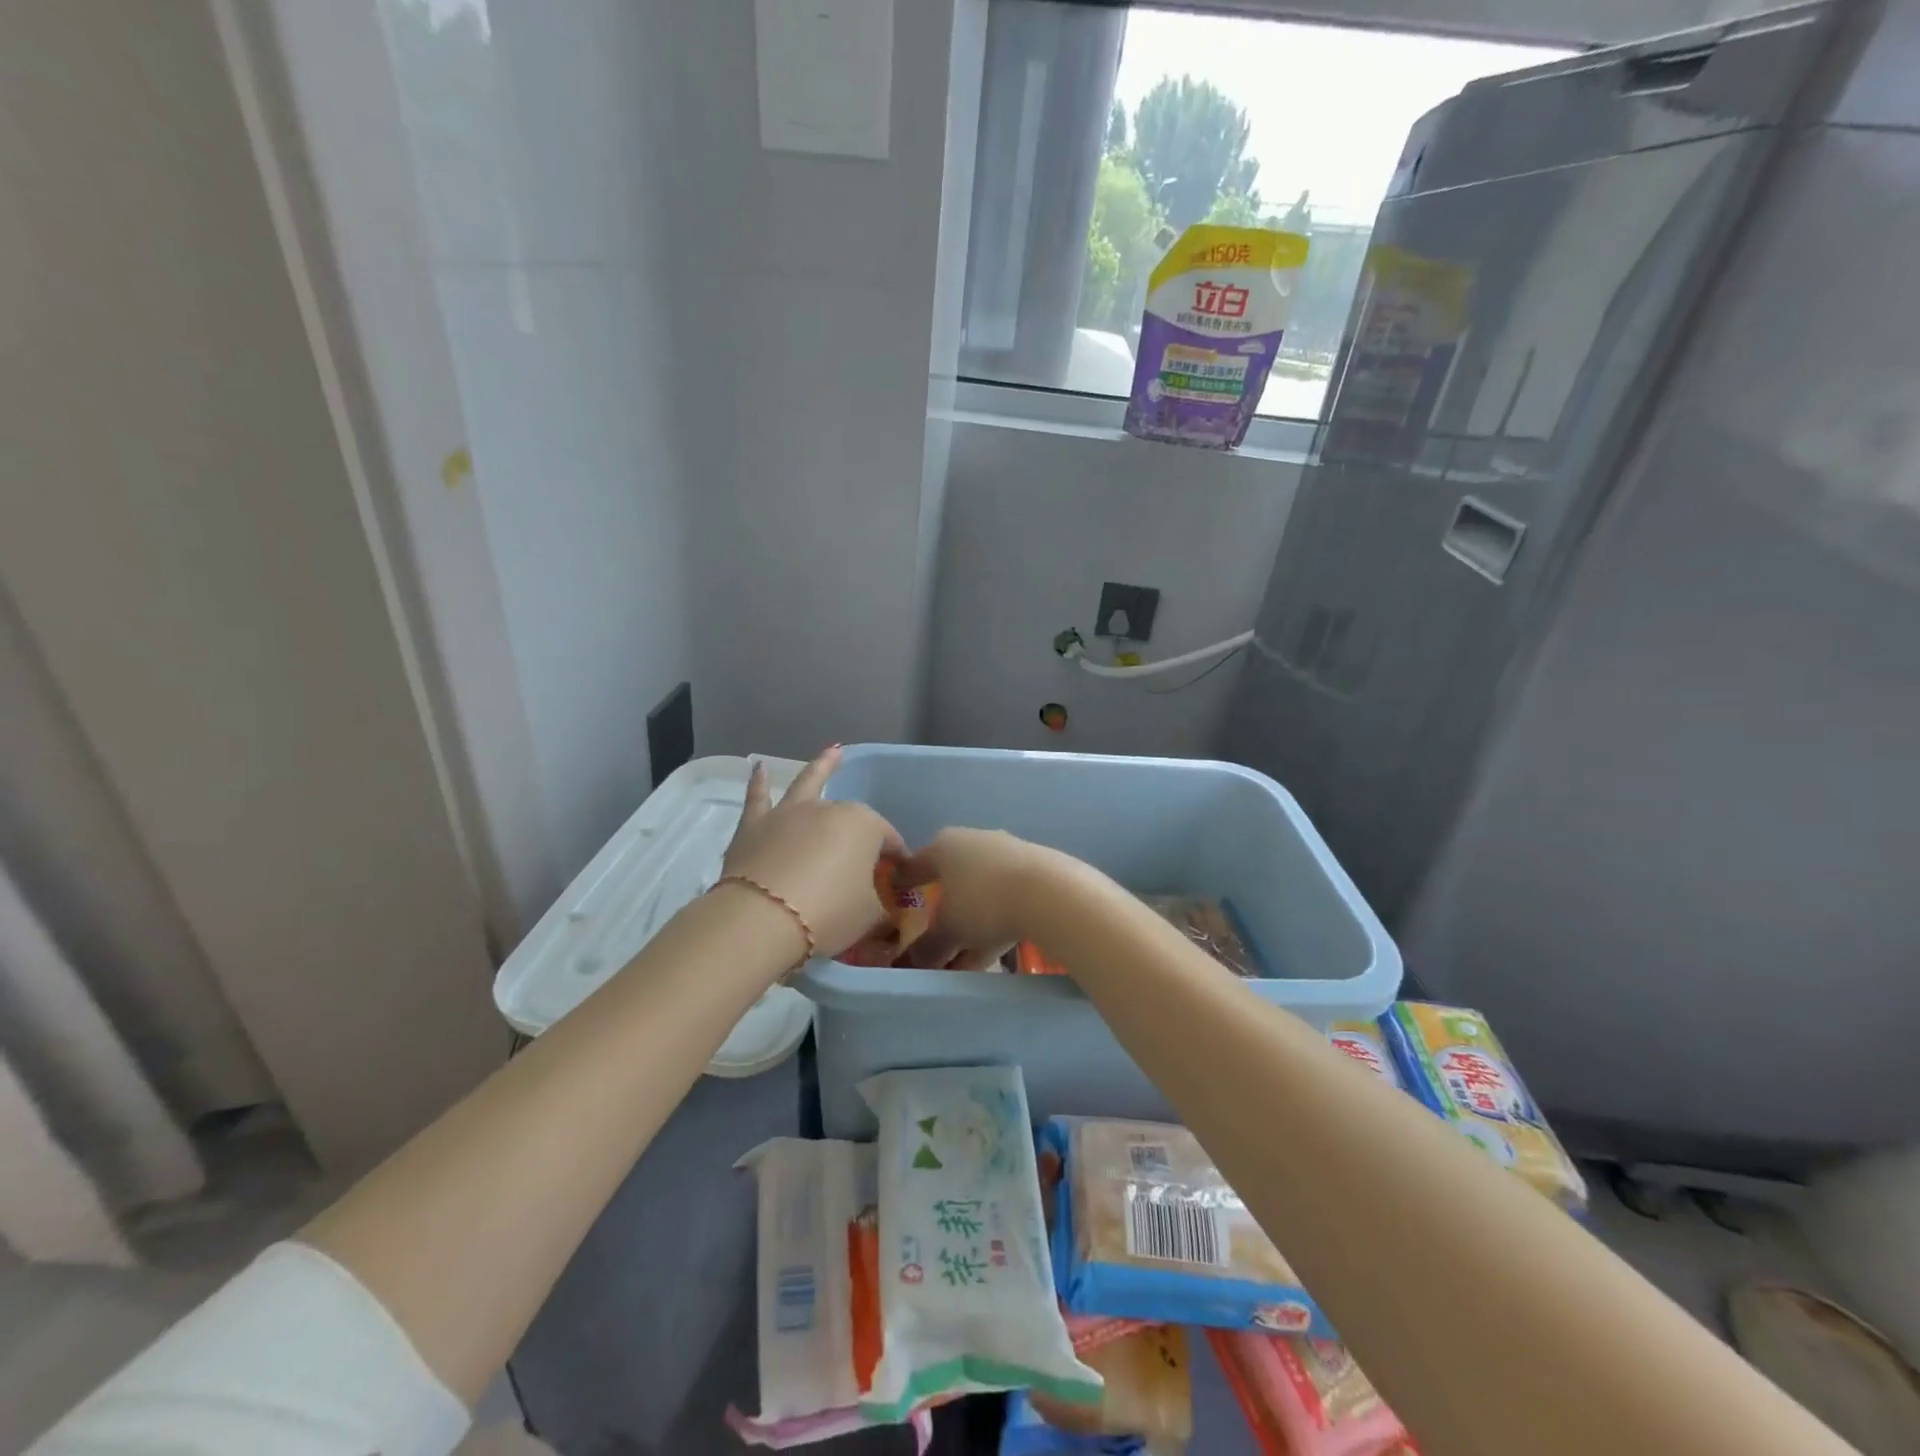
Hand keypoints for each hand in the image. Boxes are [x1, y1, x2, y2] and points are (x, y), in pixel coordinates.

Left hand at [721, 748, 904, 959]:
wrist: (762, 920)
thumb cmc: (829, 914)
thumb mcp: (871, 916)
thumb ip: (882, 907)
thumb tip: (887, 908)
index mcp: (864, 825)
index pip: (889, 841)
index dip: (896, 862)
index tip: (898, 884)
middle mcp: (828, 809)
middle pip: (851, 820)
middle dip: (862, 837)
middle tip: (865, 865)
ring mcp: (789, 813)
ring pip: (809, 784)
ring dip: (822, 767)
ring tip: (833, 752)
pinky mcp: (754, 826)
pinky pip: (758, 797)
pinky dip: (759, 782)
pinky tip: (759, 767)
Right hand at [893, 827, 1061, 969]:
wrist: (1051, 892)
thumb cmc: (984, 902)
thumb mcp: (949, 930)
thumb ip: (928, 947)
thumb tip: (913, 963)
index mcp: (945, 846)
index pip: (915, 866)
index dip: (903, 884)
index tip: (894, 895)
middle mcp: (974, 842)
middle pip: (950, 880)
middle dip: (942, 912)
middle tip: (933, 937)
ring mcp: (1008, 855)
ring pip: (979, 893)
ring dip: (970, 924)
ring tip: (963, 959)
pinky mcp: (1035, 871)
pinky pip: (1005, 900)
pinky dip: (995, 923)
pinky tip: (994, 951)